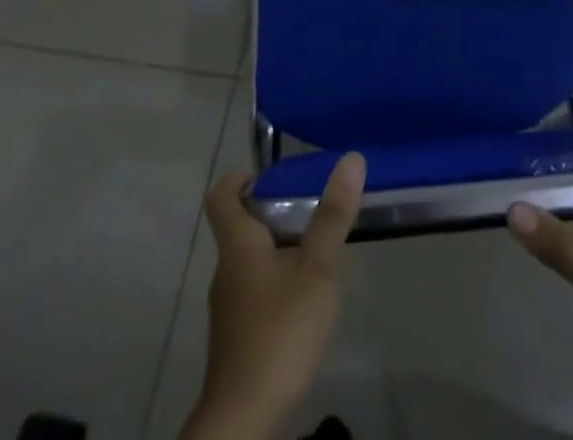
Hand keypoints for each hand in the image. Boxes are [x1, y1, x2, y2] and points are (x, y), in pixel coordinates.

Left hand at [181, 153, 364, 439]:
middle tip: (311, 204)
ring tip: (317, 247)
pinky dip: (277, 280)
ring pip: (250, 260)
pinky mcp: (237, 337)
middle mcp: (226, 270)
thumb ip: (332, 217)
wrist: (244, 421)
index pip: (221, 195)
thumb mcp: (316, 269)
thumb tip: (350, 158)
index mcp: (237, 245)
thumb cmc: (279, 332)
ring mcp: (229, 307)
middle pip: (239, 226)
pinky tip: (306, 296)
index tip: (272, 173)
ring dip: (278, 247)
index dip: (241, 176)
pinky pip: (255, 290)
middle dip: (272, 210)